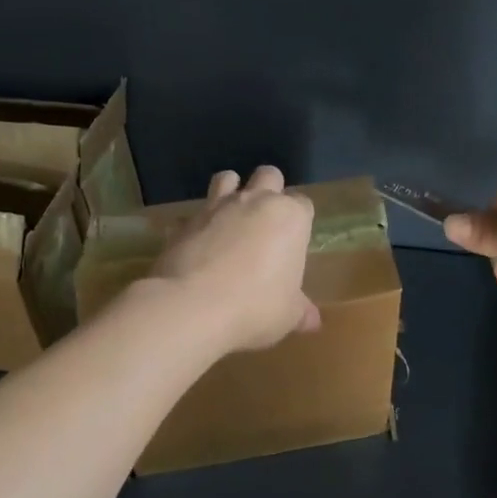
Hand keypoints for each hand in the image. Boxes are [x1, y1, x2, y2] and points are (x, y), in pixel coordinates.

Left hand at [153, 166, 319, 352]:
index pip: (303, 204)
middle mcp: (255, 202)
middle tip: (266, 223)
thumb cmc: (256, 307)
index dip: (299, 221)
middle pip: (269, 176)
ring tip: (230, 219)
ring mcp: (216, 207)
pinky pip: (192, 215)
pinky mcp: (184, 222)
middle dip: (270, 190)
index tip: (294, 244)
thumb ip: (301, 311)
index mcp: (290, 218)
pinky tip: (197, 246)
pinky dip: (196, 225)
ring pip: (227, 178)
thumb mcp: (288, 315)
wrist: (194, 307)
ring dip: (231, 191)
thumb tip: (312, 321)